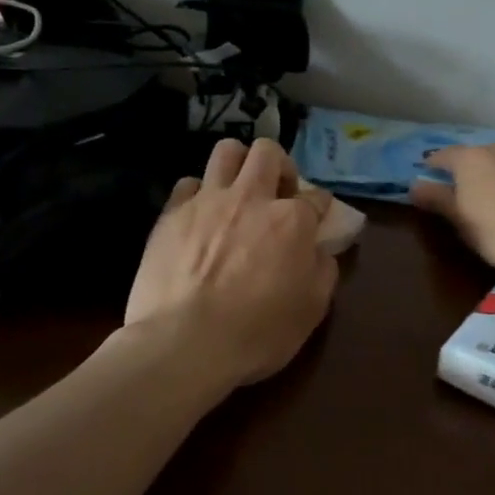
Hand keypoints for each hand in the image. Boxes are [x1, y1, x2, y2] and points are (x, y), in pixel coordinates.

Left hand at [124, 137, 339, 387]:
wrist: (184, 343)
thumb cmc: (256, 333)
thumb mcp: (310, 311)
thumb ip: (322, 272)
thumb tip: (320, 252)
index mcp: (292, 221)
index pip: (317, 197)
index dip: (320, 209)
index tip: (316, 222)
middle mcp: (252, 198)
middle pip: (268, 152)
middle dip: (279, 166)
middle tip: (276, 195)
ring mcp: (208, 201)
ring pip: (226, 151)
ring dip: (238, 165)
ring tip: (237, 192)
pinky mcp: (172, 213)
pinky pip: (188, 183)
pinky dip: (199, 194)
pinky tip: (199, 217)